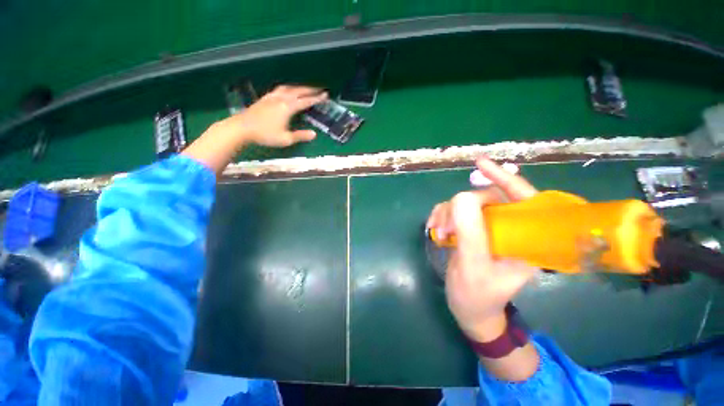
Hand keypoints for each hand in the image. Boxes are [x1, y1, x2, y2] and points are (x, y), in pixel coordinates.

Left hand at [183, 85, 326, 172]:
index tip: (325, 95)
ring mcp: (272, 97)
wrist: (242, 128)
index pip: (305, 101)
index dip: (316, 98)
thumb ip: (300, 136)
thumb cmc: (265, 135)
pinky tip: (287, 91)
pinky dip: (288, 89)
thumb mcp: (286, 139)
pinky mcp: (265, 98)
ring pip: (289, 88)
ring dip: (299, 88)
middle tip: (320, 90)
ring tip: (306, 89)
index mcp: (288, 107)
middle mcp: (281, 99)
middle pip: (298, 91)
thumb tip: (314, 134)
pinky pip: (280, 89)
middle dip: (310, 90)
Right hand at [426, 158, 538, 342]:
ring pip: (466, 204)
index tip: (480, 164)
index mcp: (526, 239)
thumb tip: (461, 196)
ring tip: (439, 232)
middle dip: (461, 207)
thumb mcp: (473, 265)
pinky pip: (455, 212)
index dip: (504, 178)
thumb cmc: (477, 296)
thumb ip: (470, 230)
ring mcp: (489, 229)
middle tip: (445, 226)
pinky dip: (441, 216)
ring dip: (447, 213)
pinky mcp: (472, 230)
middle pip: (486, 199)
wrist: (468, 309)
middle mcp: (510, 229)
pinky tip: (435, 229)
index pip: (523, 198)